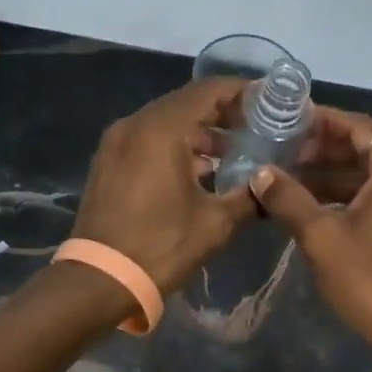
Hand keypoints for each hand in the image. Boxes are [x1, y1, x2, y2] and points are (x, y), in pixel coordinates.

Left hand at [69, 77, 258, 296]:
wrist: (100, 280)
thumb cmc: (160, 247)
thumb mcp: (215, 224)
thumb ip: (249, 197)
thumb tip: (272, 187)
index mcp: (161, 129)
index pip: (208, 91)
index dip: (243, 93)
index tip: (271, 104)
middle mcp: (134, 125)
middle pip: (187, 103)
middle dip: (224, 114)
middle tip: (258, 130)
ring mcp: (116, 143)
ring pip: (167, 123)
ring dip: (201, 134)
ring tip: (236, 154)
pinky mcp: (109, 163)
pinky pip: (149, 141)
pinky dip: (177, 147)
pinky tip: (202, 172)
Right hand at [250, 107, 371, 363]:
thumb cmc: (370, 279)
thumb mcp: (322, 237)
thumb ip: (289, 199)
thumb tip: (260, 173)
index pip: (358, 127)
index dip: (321, 121)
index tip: (287, 121)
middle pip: (365, 149)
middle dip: (323, 150)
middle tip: (282, 153)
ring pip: (370, 177)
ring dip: (332, 176)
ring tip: (290, 180)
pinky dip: (347, 197)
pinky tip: (315, 209)